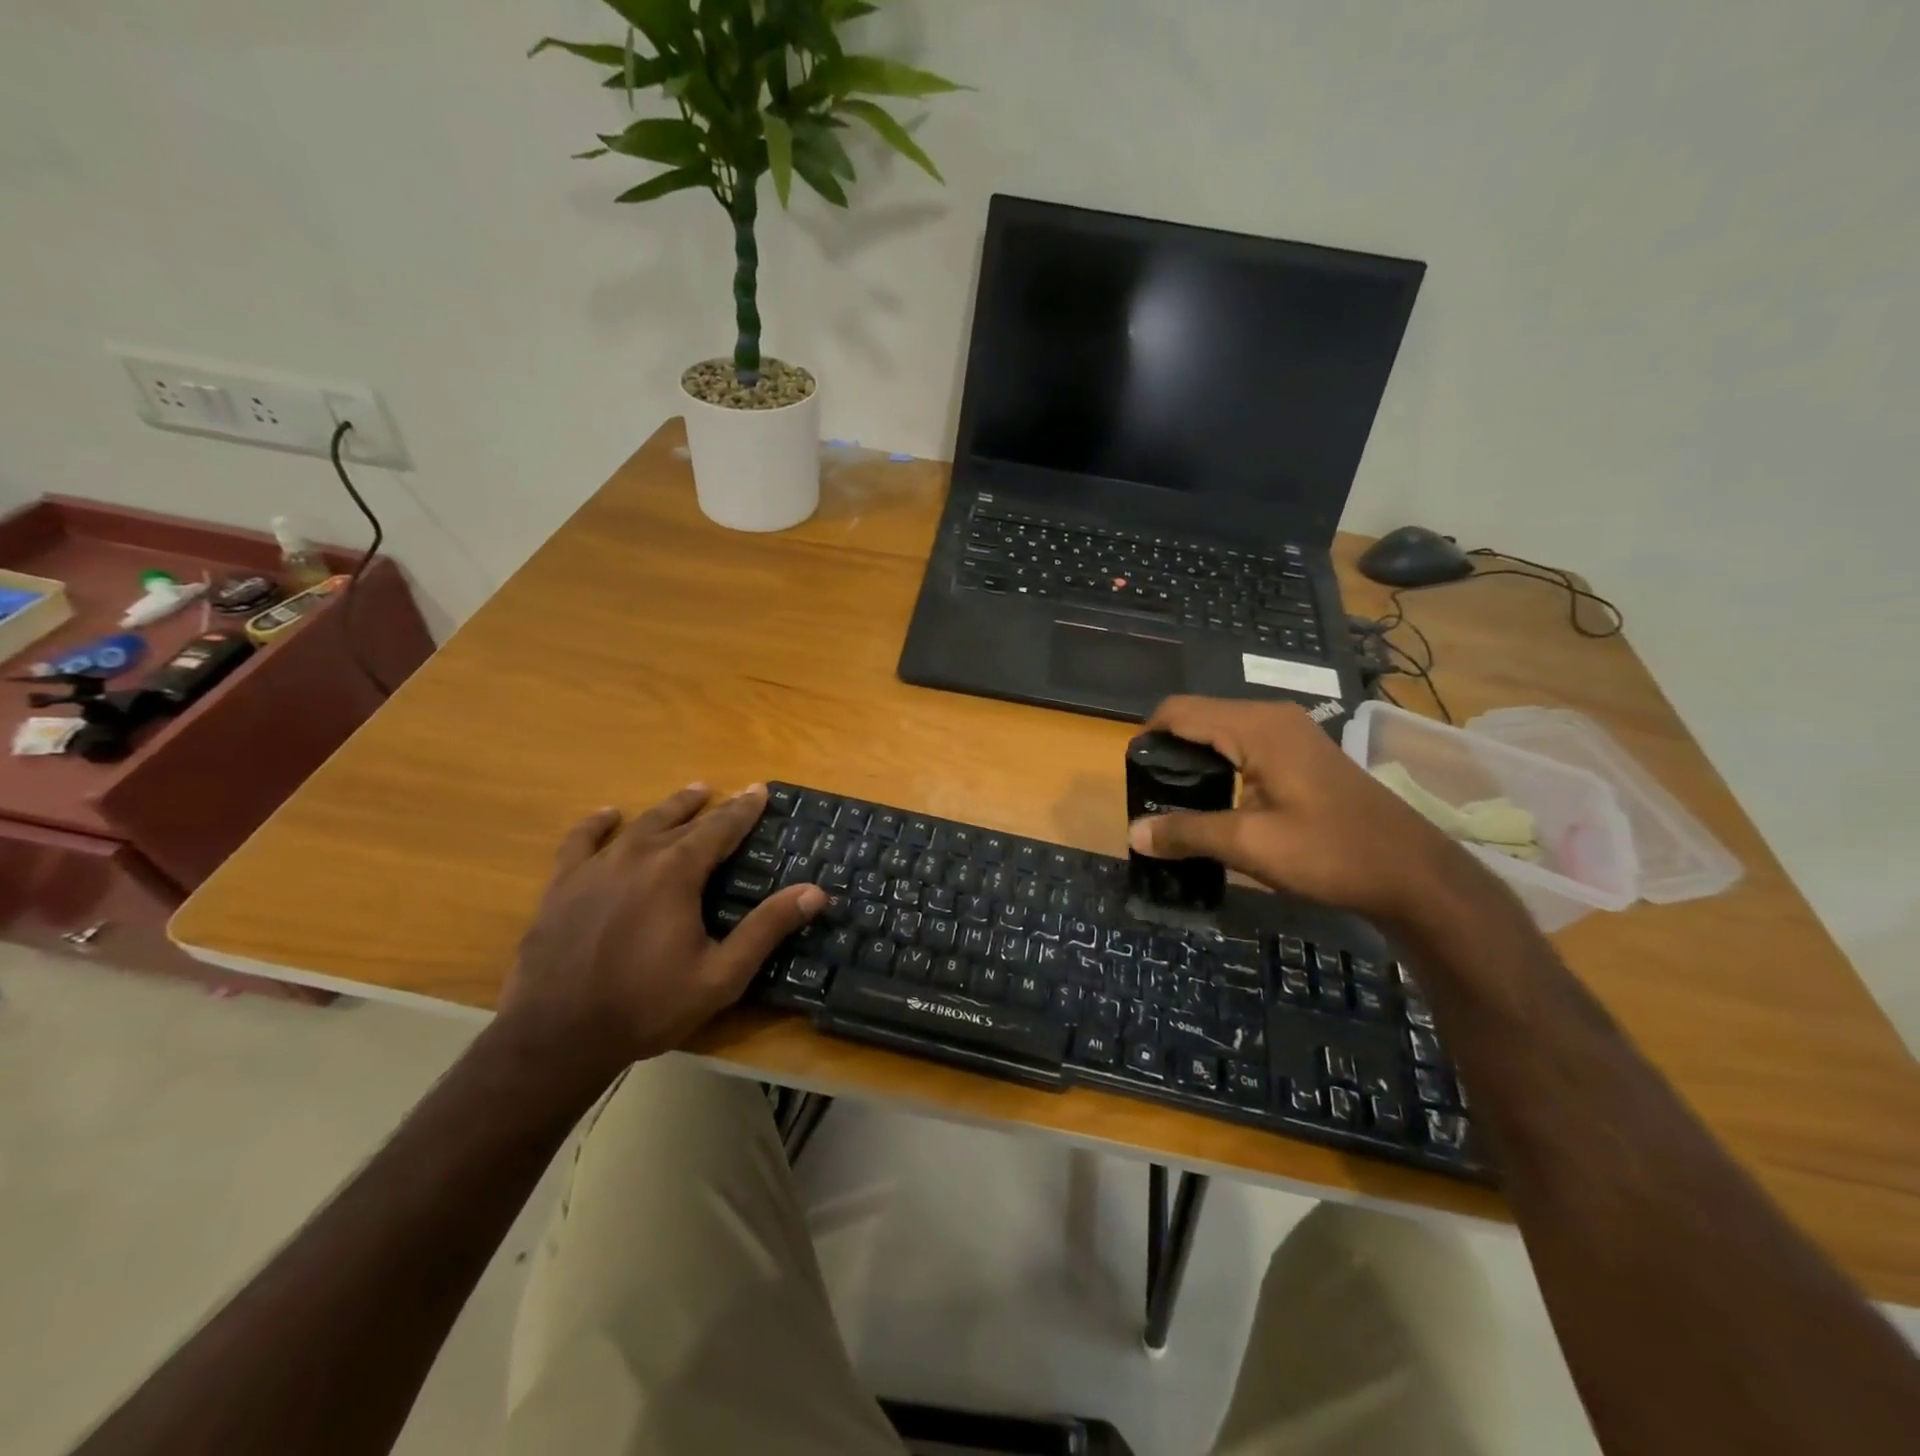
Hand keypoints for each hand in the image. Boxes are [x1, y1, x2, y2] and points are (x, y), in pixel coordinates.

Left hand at [499, 784, 821, 1075]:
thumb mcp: (721, 975)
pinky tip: (609, 816)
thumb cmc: (647, 1006)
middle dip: (708, 806)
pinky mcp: (561, 886)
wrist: (557, 1037)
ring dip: (667, 808)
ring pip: (638, 825)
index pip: (719, 829)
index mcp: (676, 873)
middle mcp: (636, 857)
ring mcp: (594, 869)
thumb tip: (814, 892)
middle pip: (679, 820)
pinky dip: (597, 824)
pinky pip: (580, 841)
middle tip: (727, 792)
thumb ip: (766, 929)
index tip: (759, 790)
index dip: (743, 810)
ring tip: (688, 795)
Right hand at [1128, 697, 1487, 928]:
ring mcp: (1291, 732)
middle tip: (1150, 796)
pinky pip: (1244, 745)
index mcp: (1256, 727)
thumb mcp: (1249, 845)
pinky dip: (1220, 765)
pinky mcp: (1302, 752)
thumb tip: (1132, 832)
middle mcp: (1271, 717)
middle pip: (1198, 717)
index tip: (1131, 777)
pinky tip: (1216, 801)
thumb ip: (1186, 832)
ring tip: (1176, 802)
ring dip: (1194, 759)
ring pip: (1221, 732)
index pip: (1179, 711)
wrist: (1412, 873)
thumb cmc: (1330, 852)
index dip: (1147, 737)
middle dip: (1168, 750)